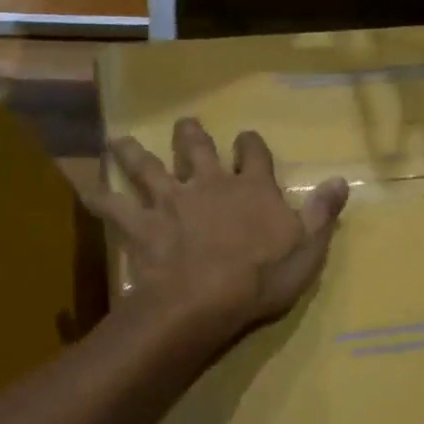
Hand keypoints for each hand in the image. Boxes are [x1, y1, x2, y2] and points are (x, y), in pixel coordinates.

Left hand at [92, 118, 348, 341]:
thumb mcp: (308, 249)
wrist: (206, 300)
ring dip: (133, 153)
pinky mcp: (143, 224)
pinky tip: (83, 189)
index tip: (246, 138)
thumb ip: (322, 213)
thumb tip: (340, 180)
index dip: (250, 144)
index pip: (254, 154)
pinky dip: (98, 197)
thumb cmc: (262, 279)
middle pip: (196, 149)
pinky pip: (114, 206)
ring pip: (148, 167)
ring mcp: (172, 201)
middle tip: (184, 123)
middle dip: (190, 134)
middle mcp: (209, 184)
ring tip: (119, 141)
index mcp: (251, 188)